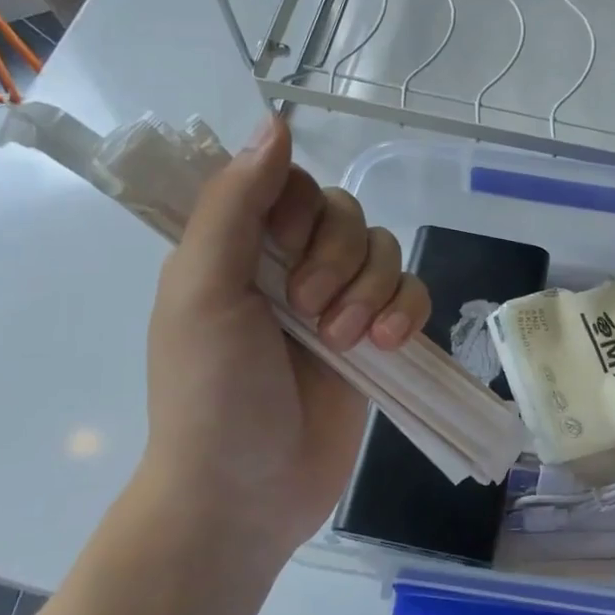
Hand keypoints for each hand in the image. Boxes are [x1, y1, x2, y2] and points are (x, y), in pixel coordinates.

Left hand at [139, 115, 431, 561]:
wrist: (245, 493)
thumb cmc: (210, 392)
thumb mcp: (203, 290)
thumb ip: (234, 204)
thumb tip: (275, 121)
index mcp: (238, 248)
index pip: (290, 183)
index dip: (299, 206)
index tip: (283, 246)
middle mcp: (289, 267)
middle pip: (345, 214)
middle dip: (337, 259)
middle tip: (308, 311)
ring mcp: (337, 303)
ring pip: (383, 251)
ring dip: (371, 290)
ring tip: (347, 340)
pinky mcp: (375, 338)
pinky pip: (411, 292)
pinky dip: (405, 309)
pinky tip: (386, 344)